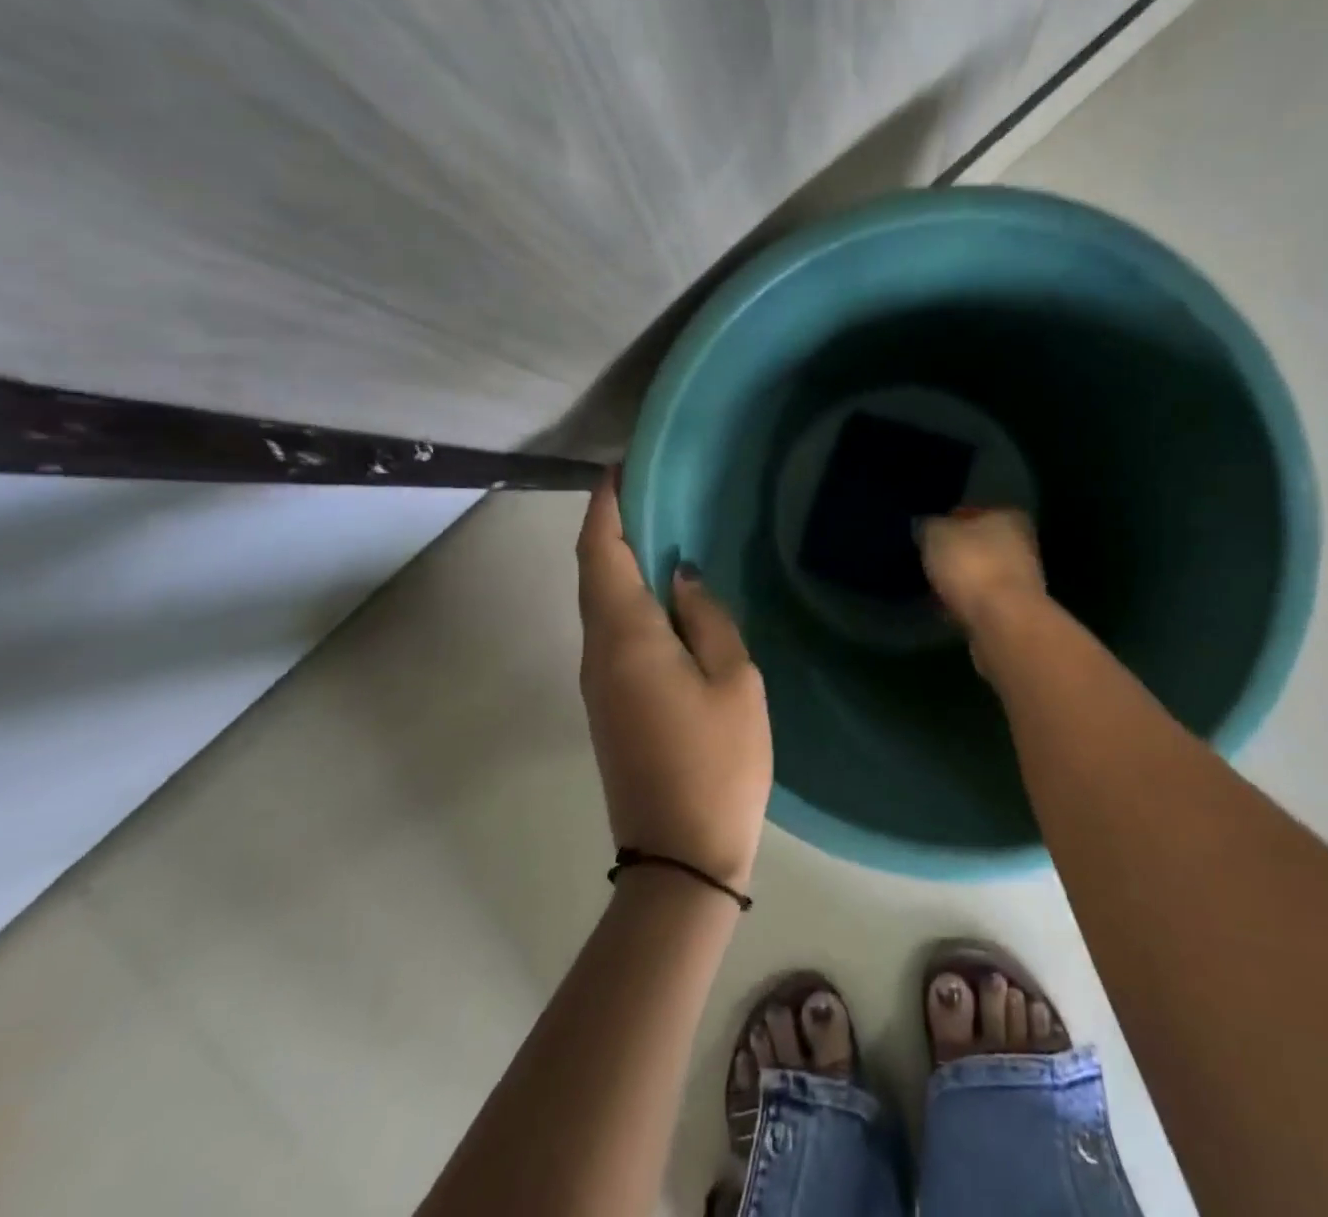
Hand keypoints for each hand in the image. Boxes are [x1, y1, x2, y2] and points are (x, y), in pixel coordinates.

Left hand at [576, 472, 772, 891]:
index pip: (600, 551)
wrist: (679, 858)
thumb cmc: (718, 762)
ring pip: (600, 602)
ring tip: (663, 529)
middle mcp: (598, 651)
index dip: (605, 505)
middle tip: (653, 491)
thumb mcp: (734, 680)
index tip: (622, 468)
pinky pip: (611, 630)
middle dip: (612, 525)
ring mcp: (597, 681)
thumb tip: (679, 576)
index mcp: (625, 636)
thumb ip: (706, 617)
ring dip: (620, 560)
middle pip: (593, 572)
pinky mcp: (609, 703)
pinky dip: (628, 596)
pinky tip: (664, 591)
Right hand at [919, 506, 1047, 632]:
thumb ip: (928, 525)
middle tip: (926, 562)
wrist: (1003, 623)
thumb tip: (924, 526)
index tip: (925, 536)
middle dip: (955, 553)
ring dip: (960, 581)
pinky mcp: (1014, 611)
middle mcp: (1020, 543)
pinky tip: (944, 609)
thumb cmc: (971, 565)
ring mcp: (1020, 580)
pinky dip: (965, 603)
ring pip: (980, 574)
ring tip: (931, 588)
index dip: (946, 522)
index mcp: (1007, 515)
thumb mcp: (935, 534)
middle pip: (978, 544)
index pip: (971, 512)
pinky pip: (980, 601)